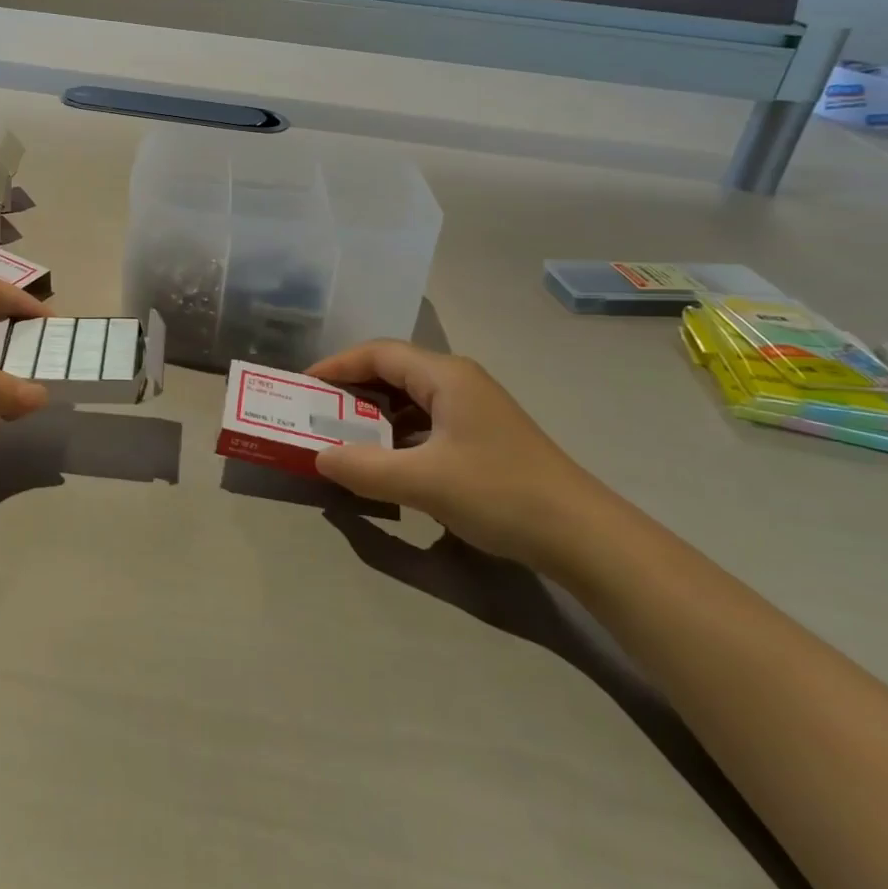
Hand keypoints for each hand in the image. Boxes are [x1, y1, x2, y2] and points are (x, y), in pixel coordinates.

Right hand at [307, 340, 606, 566]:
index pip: (379, 353)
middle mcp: (459, 382)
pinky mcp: (483, 437)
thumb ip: (364, 468)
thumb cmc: (499, 493)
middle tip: (317, 411)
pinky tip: (385, 461)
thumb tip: (318, 457)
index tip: (305, 386)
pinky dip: (397, 435)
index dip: (338, 365)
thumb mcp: (423, 482)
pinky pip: (426, 423)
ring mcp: (474, 410)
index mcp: (445, 376)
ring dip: (374, 415)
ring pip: (410, 399)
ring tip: (342, 436)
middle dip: (352, 389)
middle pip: (393, 371)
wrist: (583, 535)